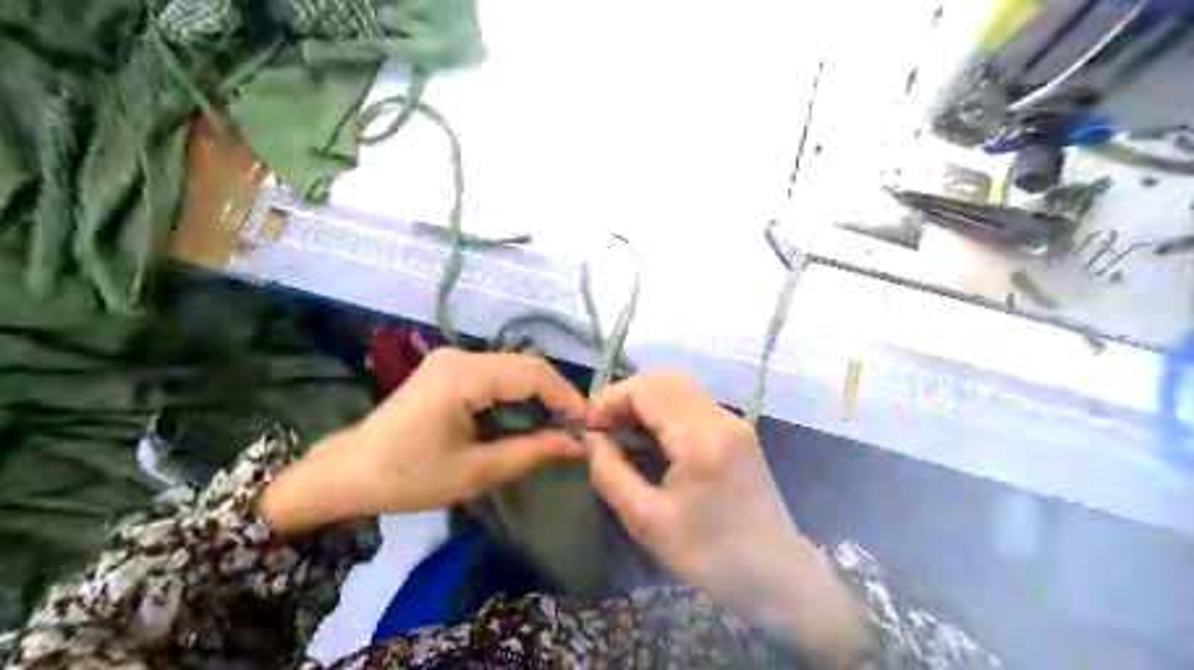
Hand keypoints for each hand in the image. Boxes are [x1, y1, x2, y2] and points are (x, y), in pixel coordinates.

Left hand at [263, 351, 586, 532]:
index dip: (567, 396)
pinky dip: (517, 393)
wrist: (349, 472)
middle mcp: (460, 355)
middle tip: (577, 428)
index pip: (533, 373)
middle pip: (525, 366)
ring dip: (538, 394)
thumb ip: (532, 452)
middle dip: (556, 395)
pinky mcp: (448, 368)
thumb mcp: (476, 471)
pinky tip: (527, 416)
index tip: (589, 425)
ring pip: (513, 368)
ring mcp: (451, 358)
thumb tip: (578, 444)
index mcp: (463, 376)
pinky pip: (496, 374)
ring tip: (559, 425)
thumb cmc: (409, 477)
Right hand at [588, 372, 875, 663]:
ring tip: (622, 432)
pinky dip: (665, 410)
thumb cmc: (709, 555)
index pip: (646, 389)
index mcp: (700, 440)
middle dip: (626, 396)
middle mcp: (721, 419)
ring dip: (646, 401)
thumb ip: (611, 472)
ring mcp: (735, 422)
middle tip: (603, 427)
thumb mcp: (646, 521)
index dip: (610, 399)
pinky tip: (651, 439)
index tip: (590, 427)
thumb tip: (590, 438)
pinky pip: (694, 403)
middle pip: (664, 379)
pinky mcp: (739, 431)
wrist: (775, 575)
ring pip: (680, 387)